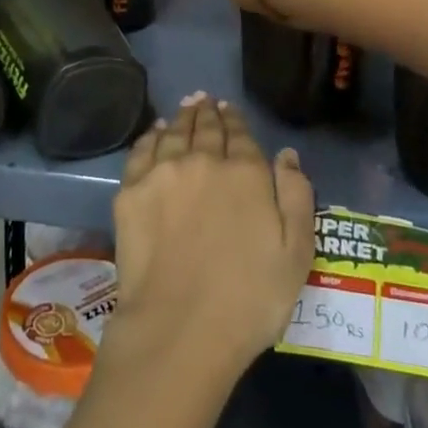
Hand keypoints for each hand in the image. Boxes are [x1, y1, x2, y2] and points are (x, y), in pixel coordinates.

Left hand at [108, 94, 314, 378]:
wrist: (181, 328)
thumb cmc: (249, 299)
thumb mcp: (295, 254)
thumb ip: (296, 196)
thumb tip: (286, 154)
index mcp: (244, 172)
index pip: (239, 134)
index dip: (235, 119)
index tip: (229, 108)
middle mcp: (202, 159)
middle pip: (205, 127)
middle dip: (208, 111)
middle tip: (205, 99)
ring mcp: (163, 172)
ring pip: (174, 132)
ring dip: (182, 116)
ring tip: (186, 106)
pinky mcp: (131, 190)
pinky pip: (142, 150)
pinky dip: (152, 135)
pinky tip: (156, 132)